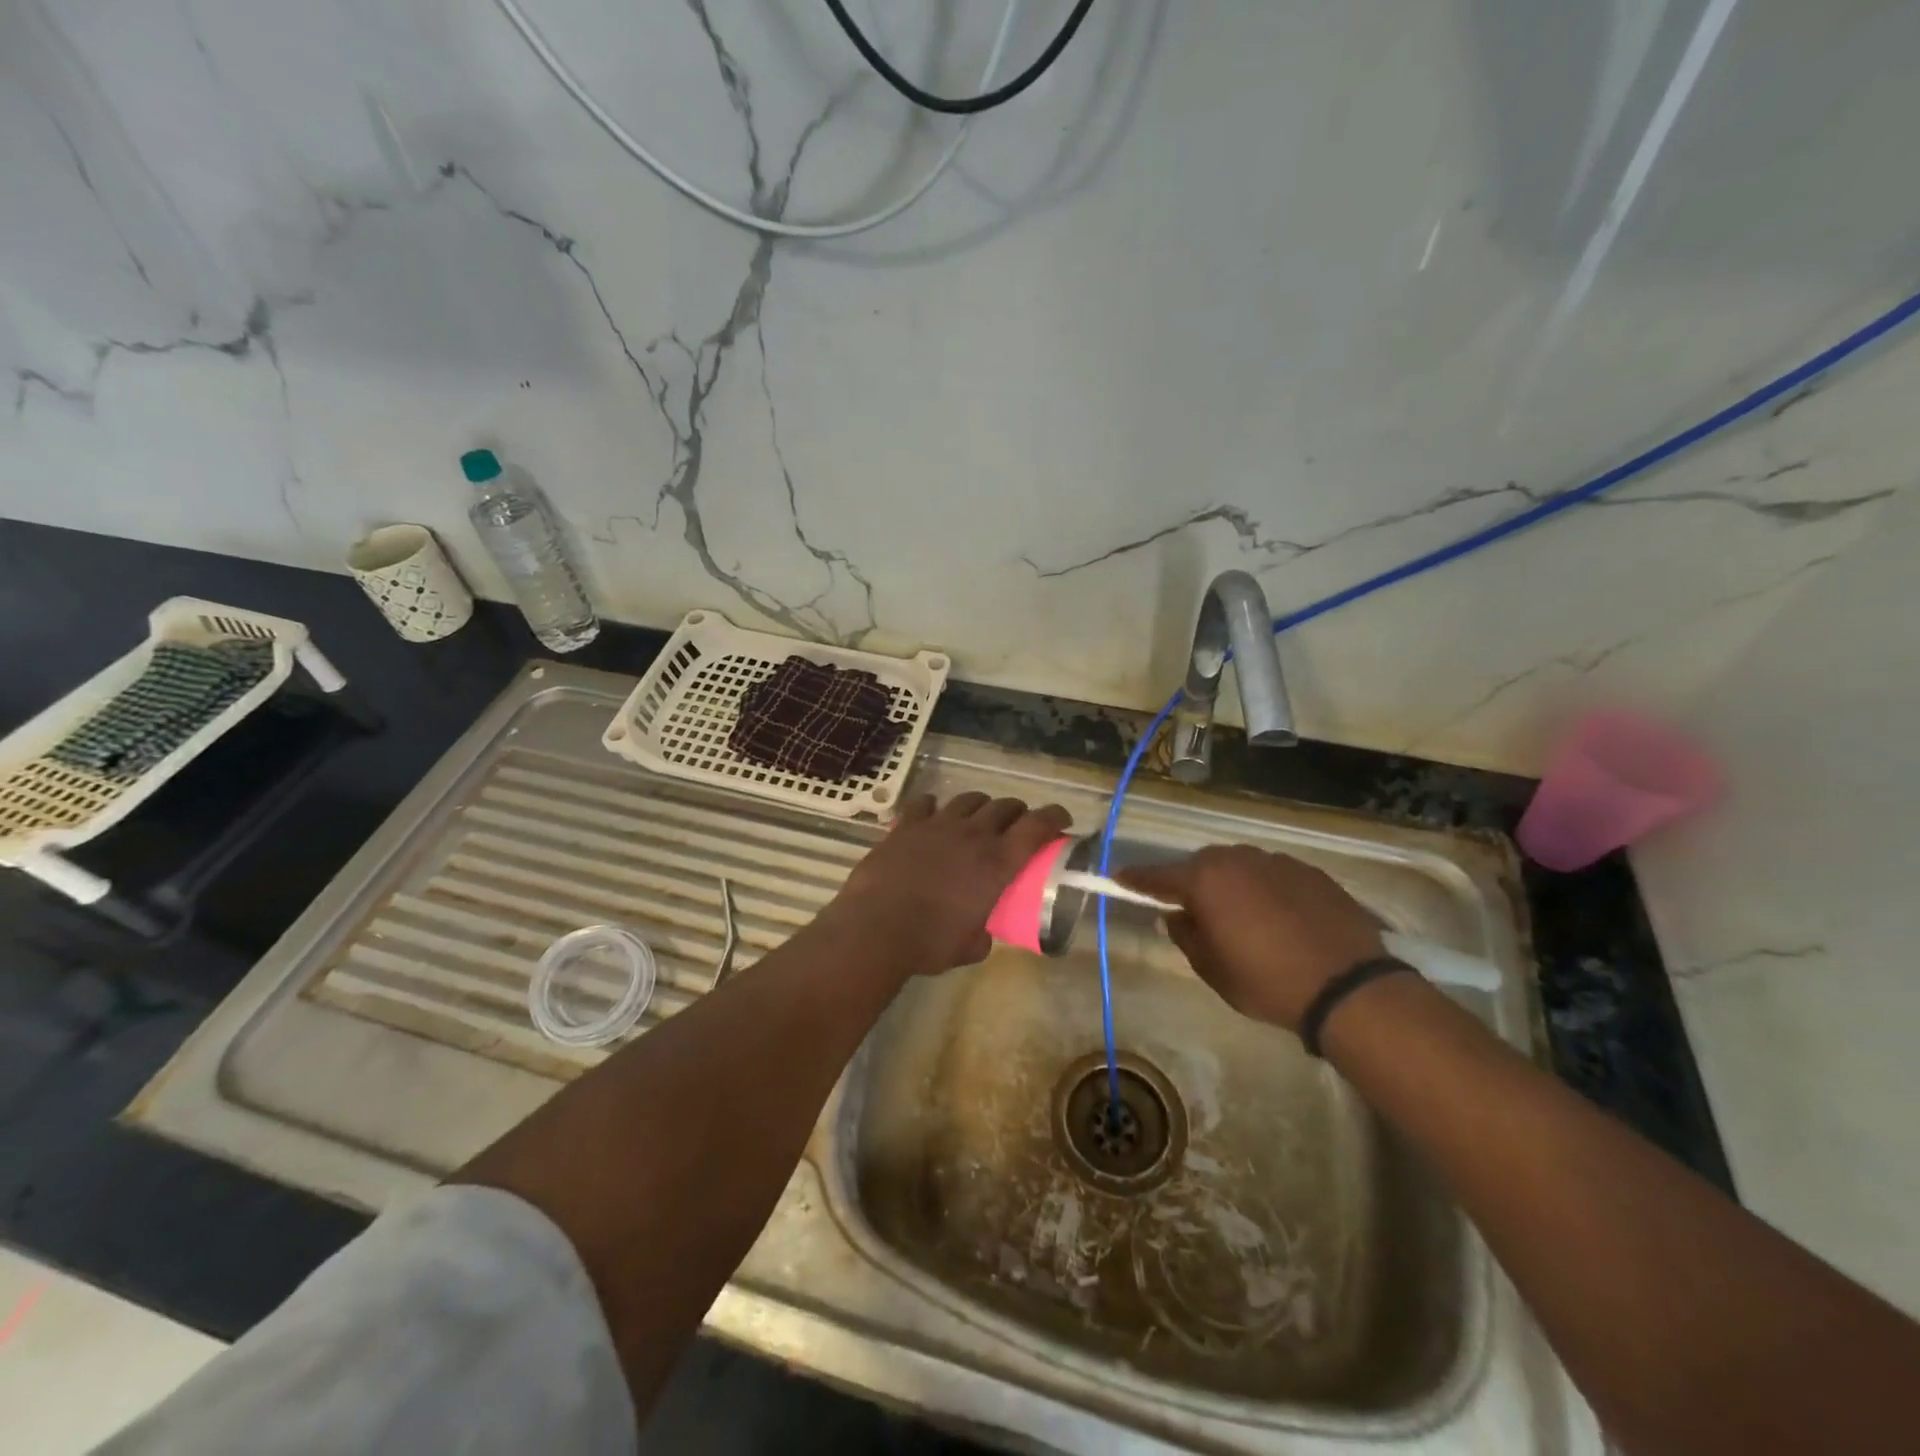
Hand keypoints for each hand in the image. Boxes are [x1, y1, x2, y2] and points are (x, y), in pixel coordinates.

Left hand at [828, 793, 1070, 976]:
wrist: (876, 929)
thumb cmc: (930, 943)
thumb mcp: (970, 947)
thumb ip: (983, 933)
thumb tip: (982, 932)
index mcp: (997, 863)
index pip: (1037, 826)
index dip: (1054, 817)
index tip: (1062, 819)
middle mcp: (973, 835)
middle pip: (1005, 806)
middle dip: (1017, 812)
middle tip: (1017, 825)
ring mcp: (938, 825)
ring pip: (969, 799)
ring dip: (981, 806)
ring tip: (978, 818)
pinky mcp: (907, 826)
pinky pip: (924, 803)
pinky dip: (933, 807)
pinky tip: (932, 816)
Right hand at [1121, 845, 1383, 1030]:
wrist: (1348, 986)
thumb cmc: (1267, 981)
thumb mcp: (1213, 969)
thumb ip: (1186, 936)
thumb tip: (1175, 916)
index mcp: (1206, 881)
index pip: (1158, 876)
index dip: (1136, 879)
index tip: (1119, 877)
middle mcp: (1237, 860)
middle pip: (1201, 865)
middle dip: (1191, 883)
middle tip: (1192, 910)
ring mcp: (1277, 862)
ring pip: (1239, 866)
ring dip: (1230, 884)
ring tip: (1239, 915)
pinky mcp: (1310, 872)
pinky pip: (1272, 874)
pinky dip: (1264, 889)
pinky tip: (1278, 917)